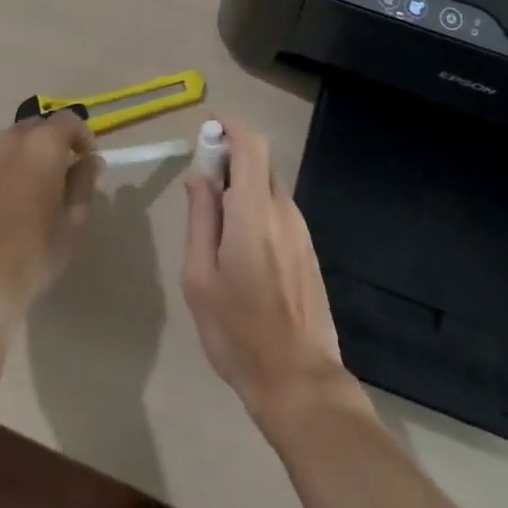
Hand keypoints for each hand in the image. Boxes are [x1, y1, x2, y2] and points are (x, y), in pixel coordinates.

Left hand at [0, 112, 100, 333]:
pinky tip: (10, 204)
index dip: (84, 137)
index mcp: (41, 144)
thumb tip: (89, 162)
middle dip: (55, 142)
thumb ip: (83, 183)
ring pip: (13, 144)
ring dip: (29, 156)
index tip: (89, 161)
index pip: (69, 121)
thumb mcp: (72, 220)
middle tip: (65, 173)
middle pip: (38, 126)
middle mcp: (9, 141)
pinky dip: (7, 171)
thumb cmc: (32, 252)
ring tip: (37, 189)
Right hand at [182, 120, 358, 428]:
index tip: (207, 131)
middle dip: (231, 158)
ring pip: (269, 187)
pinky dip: (256, 208)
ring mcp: (300, 230)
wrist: (299, 380)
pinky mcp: (307, 249)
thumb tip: (200, 175)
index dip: (230, 127)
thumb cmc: (238, 331)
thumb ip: (201, 217)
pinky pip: (278, 211)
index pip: (251, 144)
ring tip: (216, 226)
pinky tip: (240, 249)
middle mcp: (283, 210)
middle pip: (260, 161)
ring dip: (243, 186)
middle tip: (202, 185)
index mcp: (255, 210)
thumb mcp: (200, 277)